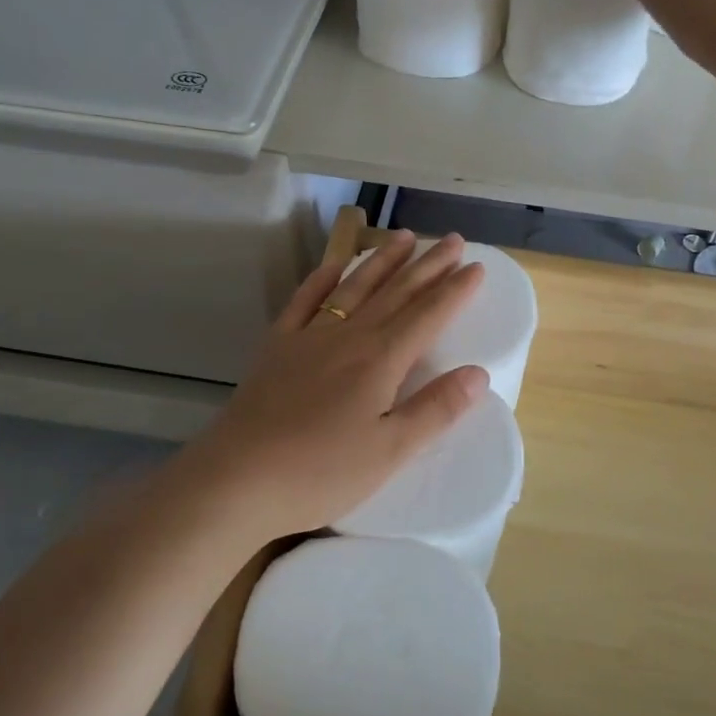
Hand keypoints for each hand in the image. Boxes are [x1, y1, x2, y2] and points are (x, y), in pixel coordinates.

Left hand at [172, 231, 488, 545]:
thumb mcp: (390, 451)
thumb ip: (435, 410)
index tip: (477, 266)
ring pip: (354, 287)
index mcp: (381, 360)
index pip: (428, 315)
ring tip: (405, 237)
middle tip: (454, 240)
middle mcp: (349, 336)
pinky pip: (305, 301)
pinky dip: (322, 279)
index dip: (455, 290)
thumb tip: (478, 374)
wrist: (237, 478)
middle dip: (429, 265)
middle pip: (396, 292)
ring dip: (383, 260)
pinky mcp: (277, 347)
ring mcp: (309, 337)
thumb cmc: (320, 471)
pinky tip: (333, 265)